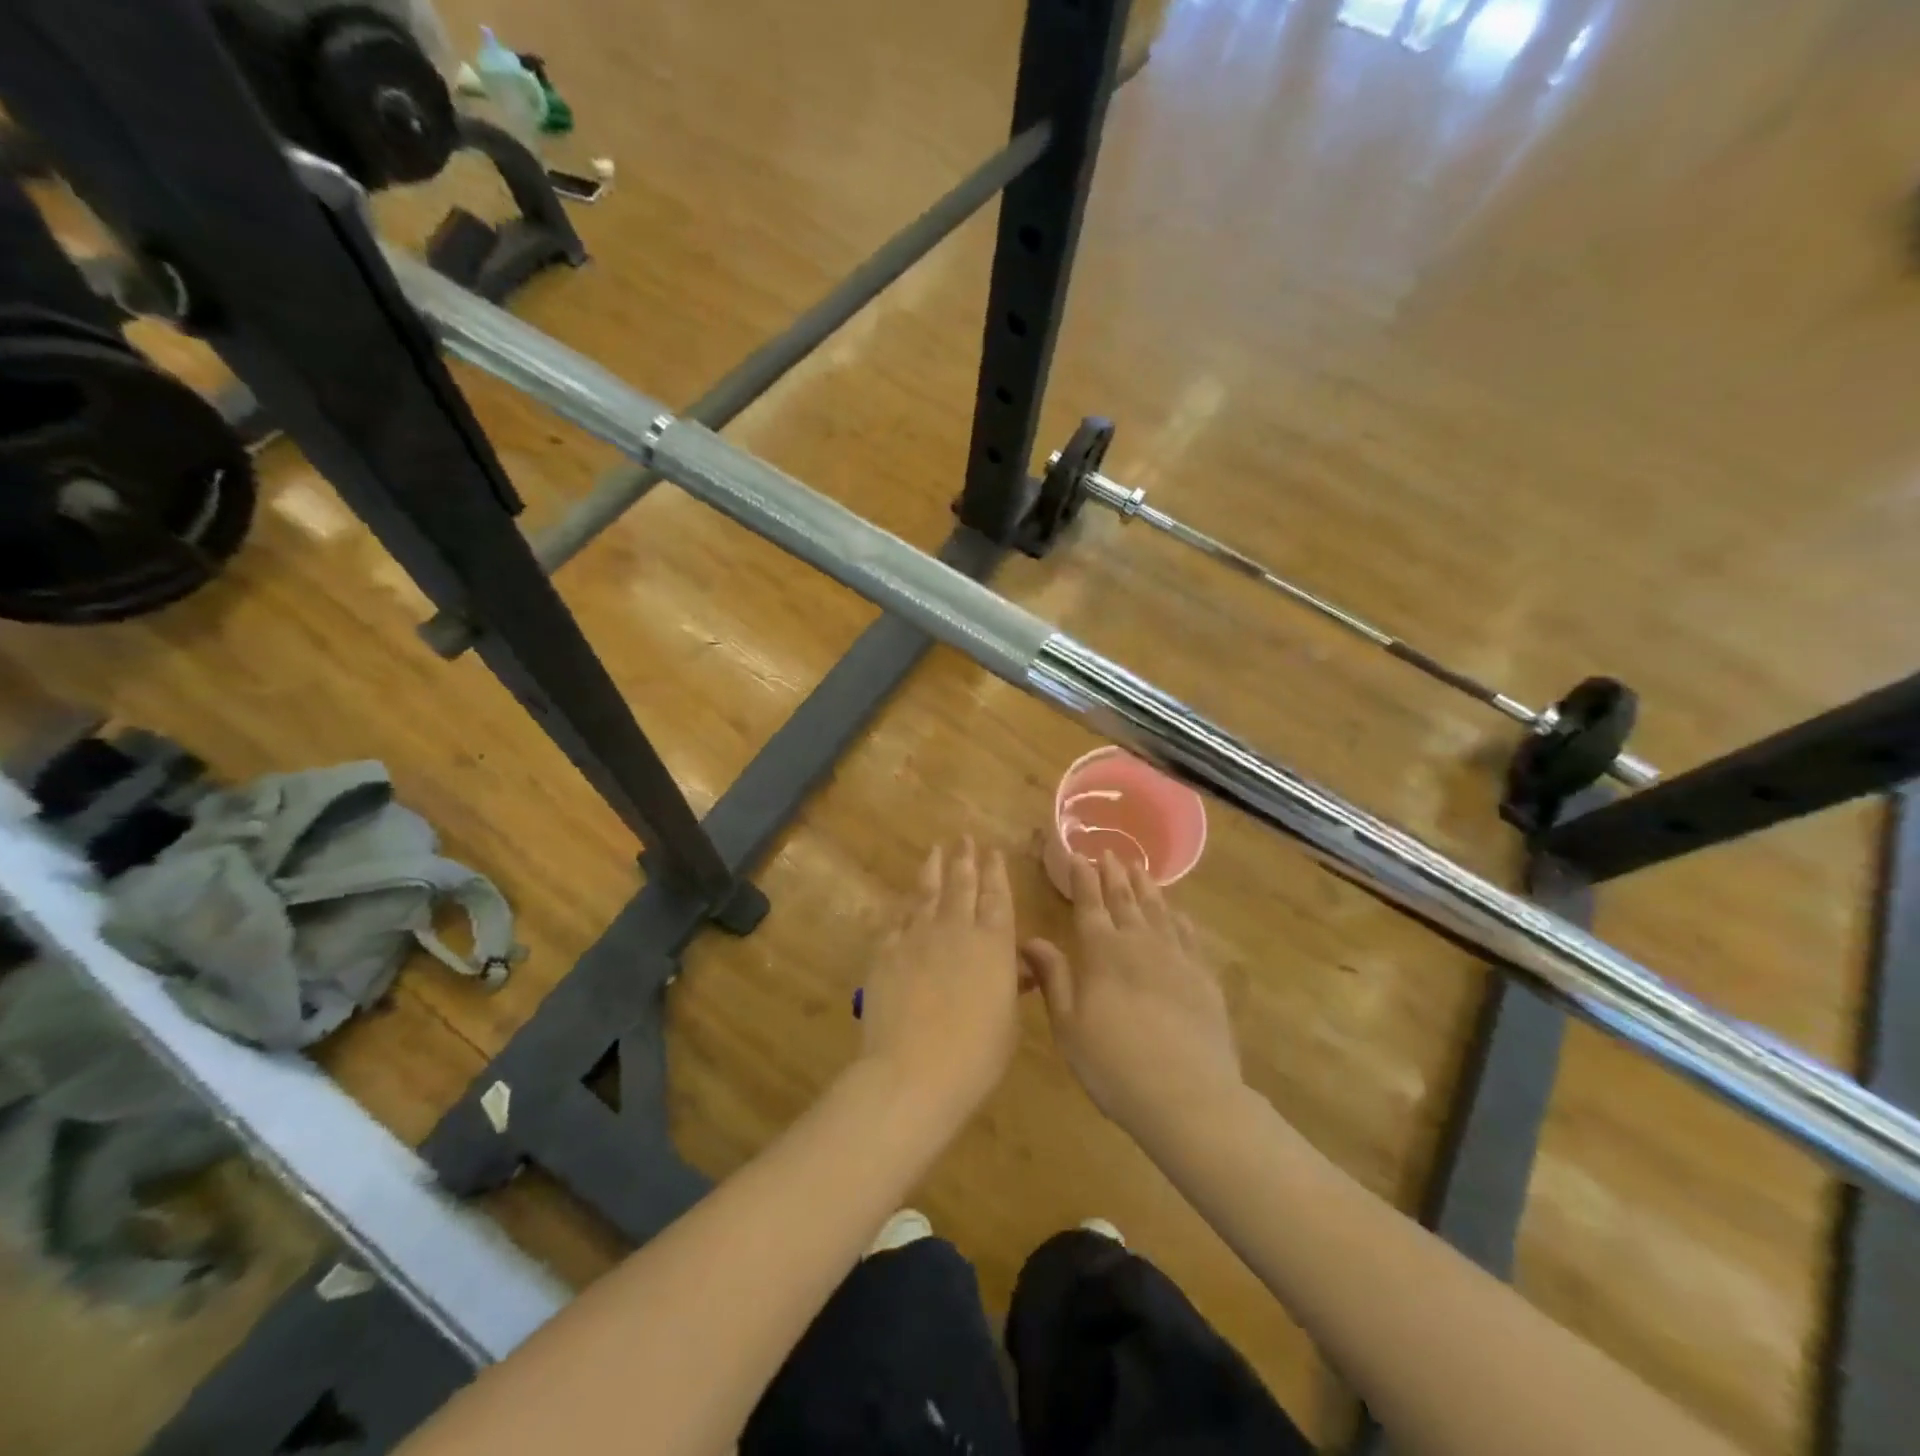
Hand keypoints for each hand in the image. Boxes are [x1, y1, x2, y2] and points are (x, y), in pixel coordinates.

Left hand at [858, 838, 1022, 1120]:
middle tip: (964, 839)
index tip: (993, 851)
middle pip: (961, 884)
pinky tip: (906, 902)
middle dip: (964, 859)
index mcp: (993, 943)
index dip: (995, 871)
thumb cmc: (976, 1055)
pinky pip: (897, 920)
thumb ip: (1011, 984)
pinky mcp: (886, 951)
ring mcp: (917, 936)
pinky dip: (904, 907)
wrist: (914, 1071)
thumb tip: (1017, 965)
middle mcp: (956, 929)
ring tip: (935, 851)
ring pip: (927, 893)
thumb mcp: (1007, 1021)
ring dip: (933, 870)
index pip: (996, 895)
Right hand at [1021, 853, 1242, 1140]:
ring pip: (1158, 910)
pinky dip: (1179, 918)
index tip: (1077, 855)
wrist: (1187, 1094)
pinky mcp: (1203, 976)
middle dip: (1114, 874)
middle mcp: (1138, 942)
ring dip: (1146, 887)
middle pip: (1125, 899)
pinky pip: (1188, 935)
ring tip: (1140, 868)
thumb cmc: (1113, 1064)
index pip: (1088, 903)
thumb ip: (1053, 977)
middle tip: (1109, 853)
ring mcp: (1175, 957)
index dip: (1082, 878)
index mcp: (1101, 951)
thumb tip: (1031, 940)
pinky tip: (1177, 912)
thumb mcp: (1068, 1025)